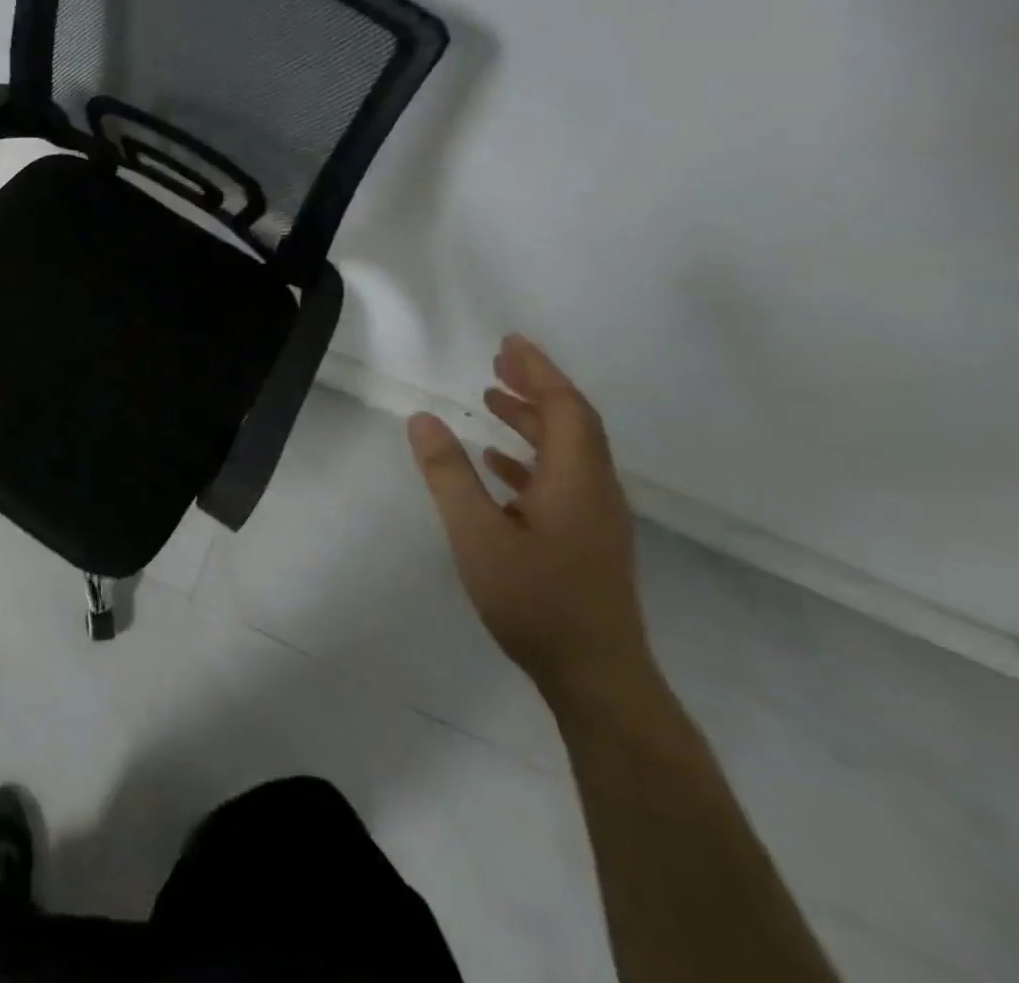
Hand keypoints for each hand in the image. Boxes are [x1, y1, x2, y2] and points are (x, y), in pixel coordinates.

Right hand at [406, 334, 653, 703]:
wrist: (596, 677)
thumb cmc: (535, 599)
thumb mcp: (477, 533)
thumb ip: (449, 474)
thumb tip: (422, 419)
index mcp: (575, 479)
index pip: (563, 407)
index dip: (538, 370)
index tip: (509, 342)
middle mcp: (594, 488)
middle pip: (572, 422)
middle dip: (537, 386)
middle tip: (499, 360)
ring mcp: (595, 516)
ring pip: (567, 450)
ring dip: (532, 419)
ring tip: (492, 398)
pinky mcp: (588, 539)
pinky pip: (562, 478)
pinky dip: (532, 456)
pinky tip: (500, 462)